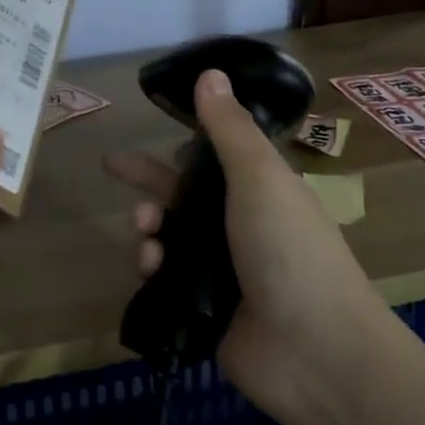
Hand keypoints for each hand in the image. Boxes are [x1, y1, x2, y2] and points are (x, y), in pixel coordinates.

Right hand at [103, 68, 378, 421]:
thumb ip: (229, 128)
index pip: (216, 159)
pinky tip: (150, 266)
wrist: (313, 352)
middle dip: (149, 181)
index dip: (186, 142)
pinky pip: (164, 278)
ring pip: (170, 236)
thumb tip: (211, 72)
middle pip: (185, 195)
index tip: (156, 127)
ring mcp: (222, 272)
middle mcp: (241, 227)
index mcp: (261, 191)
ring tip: (145, 230)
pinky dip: (152, 266)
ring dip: (150, 226)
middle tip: (111, 166)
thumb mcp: (259, 177)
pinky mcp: (203, 309)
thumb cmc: (289, 250)